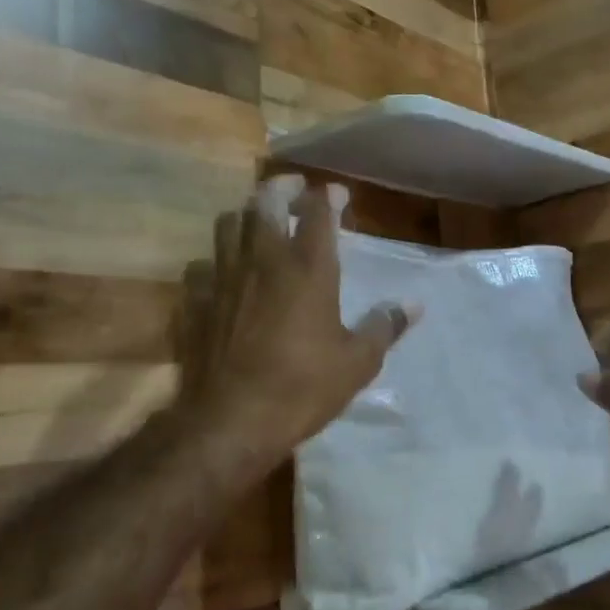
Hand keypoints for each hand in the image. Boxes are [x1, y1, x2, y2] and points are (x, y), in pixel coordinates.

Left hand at [177, 174, 418, 471]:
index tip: (337, 194)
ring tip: (258, 223)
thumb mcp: (357, 363)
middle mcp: (263, 260)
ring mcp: (224, 278)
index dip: (328, 196)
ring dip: (246, 215)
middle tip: (294, 190)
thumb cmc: (302, 388)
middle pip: (265, 202)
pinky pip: (201, 266)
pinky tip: (224, 275)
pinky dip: (215, 261)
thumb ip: (385, 327)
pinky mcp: (196, 302)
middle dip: (282, 188)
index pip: (318, 212)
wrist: (230, 422)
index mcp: (308, 269)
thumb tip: (413, 305)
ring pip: (228, 224)